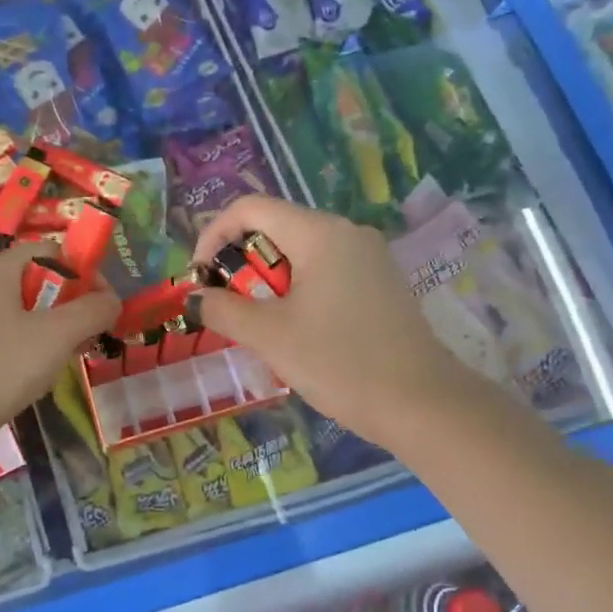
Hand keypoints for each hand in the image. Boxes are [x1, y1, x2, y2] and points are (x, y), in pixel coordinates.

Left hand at [0, 241, 118, 437]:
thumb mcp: (56, 336)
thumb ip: (91, 312)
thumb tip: (111, 300)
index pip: (50, 251)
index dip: (83, 272)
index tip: (103, 306)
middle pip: (35, 284)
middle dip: (68, 309)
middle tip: (86, 340)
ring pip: (19, 317)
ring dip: (48, 335)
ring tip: (61, 365)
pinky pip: (0, 342)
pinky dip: (22, 354)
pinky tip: (29, 382)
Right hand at [191, 196, 469, 444]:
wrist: (421, 404)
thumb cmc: (338, 362)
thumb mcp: (270, 336)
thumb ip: (223, 309)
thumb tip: (191, 297)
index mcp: (320, 233)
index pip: (251, 208)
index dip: (213, 235)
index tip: (199, 278)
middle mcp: (347, 233)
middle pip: (276, 228)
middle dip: (239, 262)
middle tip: (224, 306)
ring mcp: (369, 258)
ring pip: (300, 253)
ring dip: (266, 281)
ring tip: (256, 324)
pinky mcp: (380, 284)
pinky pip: (326, 272)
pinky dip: (297, 290)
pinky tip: (296, 330)